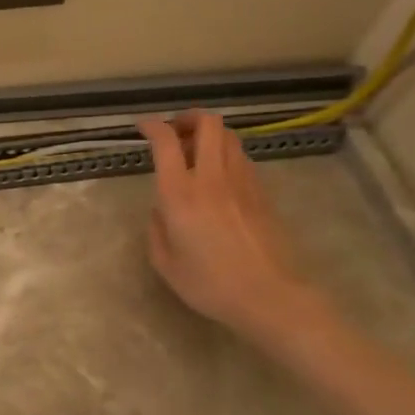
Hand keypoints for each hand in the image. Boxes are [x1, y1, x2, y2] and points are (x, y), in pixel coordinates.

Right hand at [137, 111, 323, 340]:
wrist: (271, 297)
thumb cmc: (211, 284)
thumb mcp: (166, 264)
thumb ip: (156, 230)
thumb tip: (160, 211)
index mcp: (180, 194)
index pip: (166, 141)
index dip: (152, 126)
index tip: (143, 127)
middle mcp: (212, 178)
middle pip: (208, 123)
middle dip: (188, 118)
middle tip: (175, 133)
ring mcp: (242, 182)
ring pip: (229, 137)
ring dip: (209, 135)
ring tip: (195, 154)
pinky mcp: (262, 193)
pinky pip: (241, 158)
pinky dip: (225, 155)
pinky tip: (217, 177)